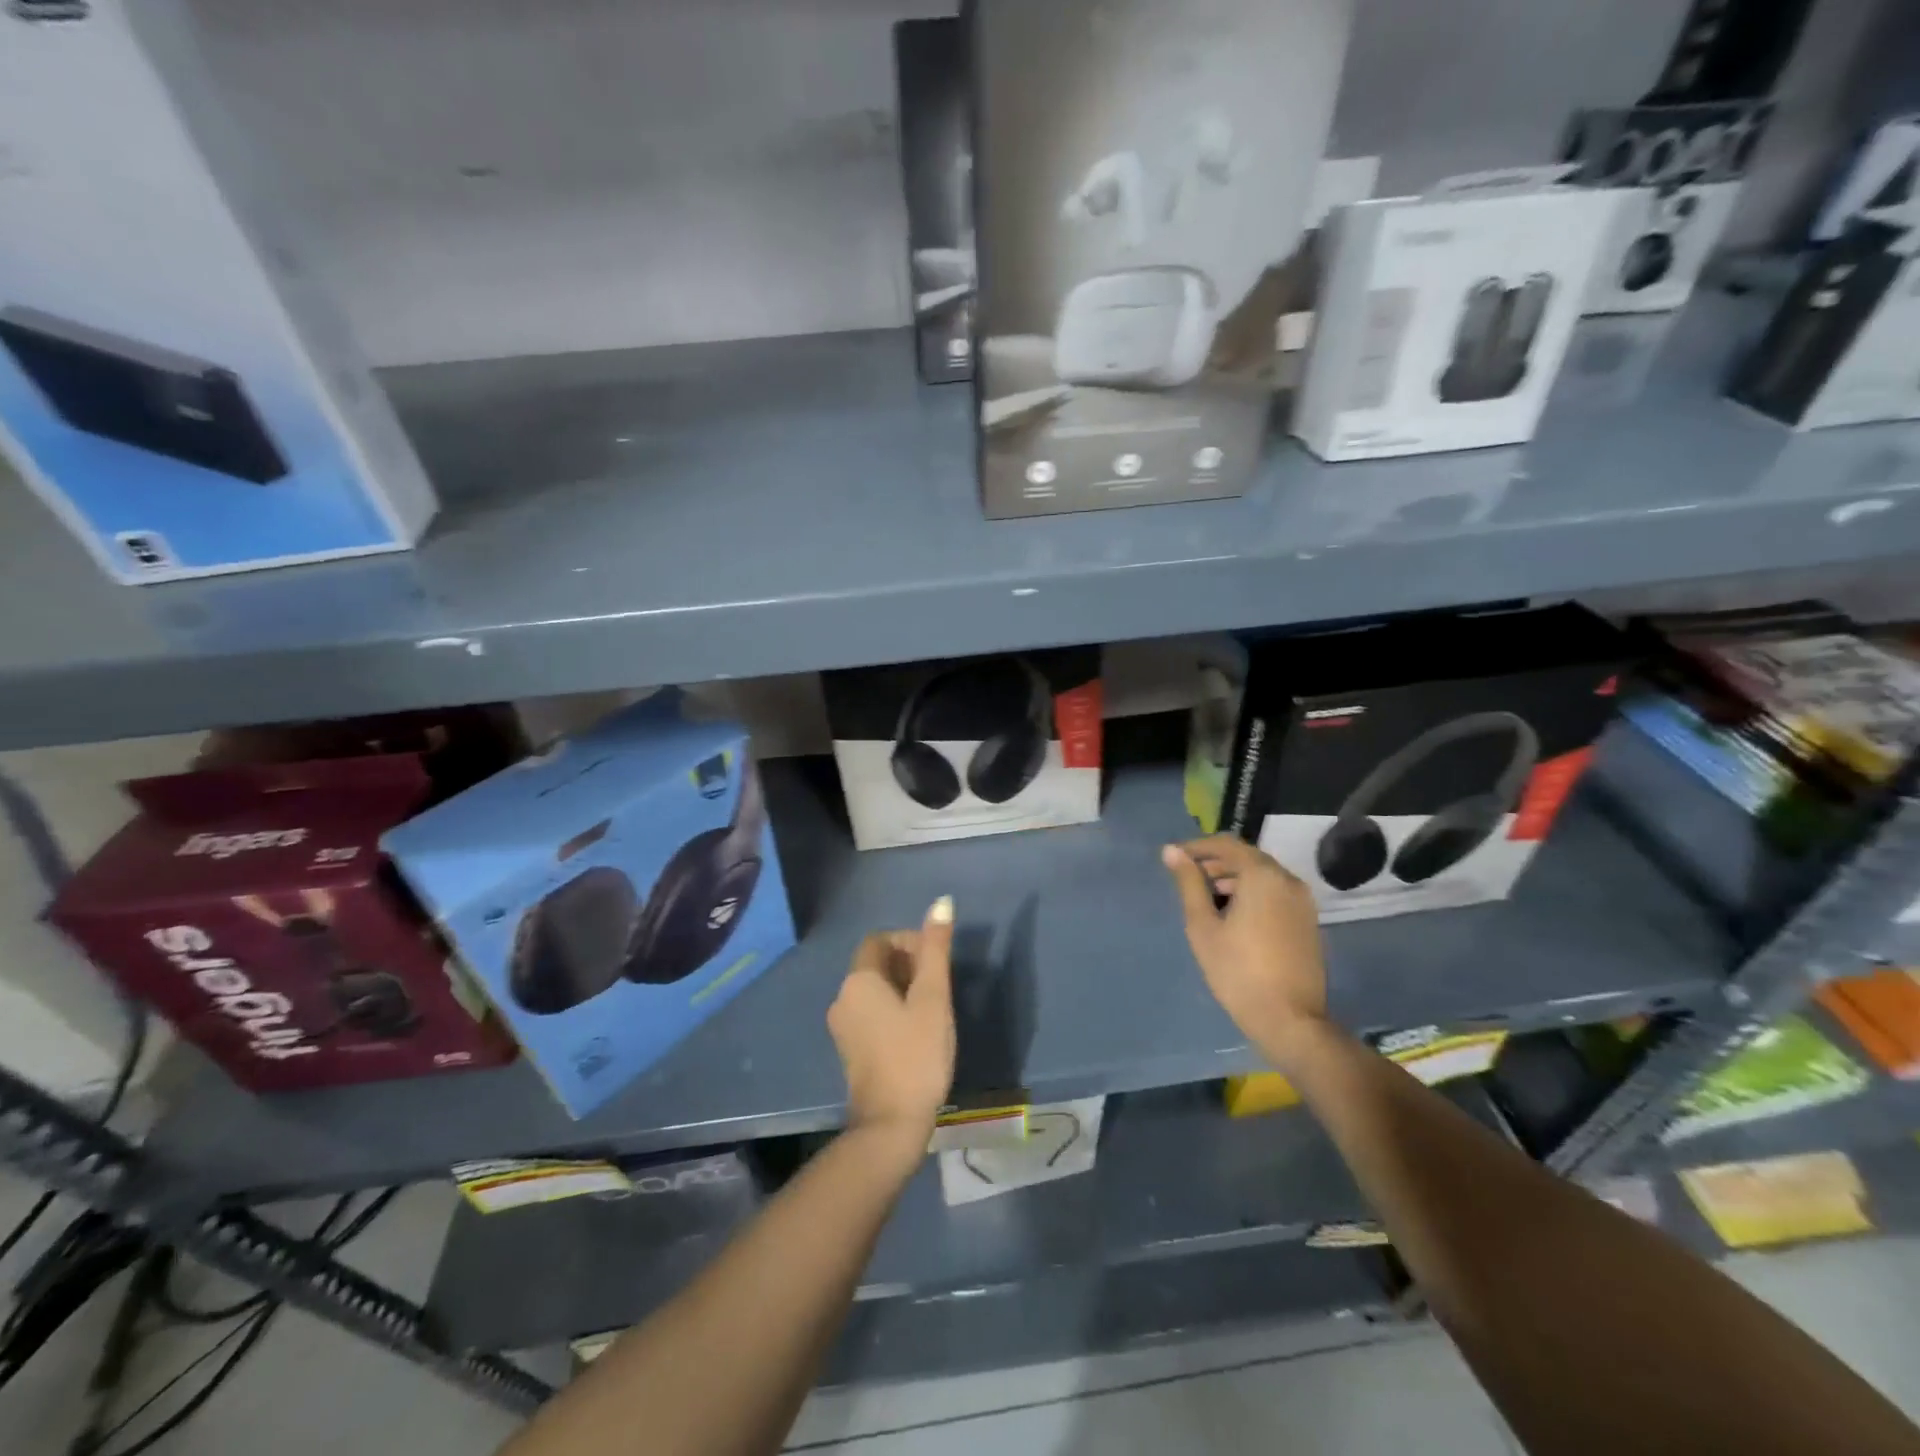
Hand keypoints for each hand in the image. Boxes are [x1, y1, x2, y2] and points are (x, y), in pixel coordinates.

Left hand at [828, 897, 956, 1145]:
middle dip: (908, 963)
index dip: (909, 941)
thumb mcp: (933, 998)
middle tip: (939, 985)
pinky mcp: (849, 1049)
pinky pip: (870, 1012)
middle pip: (875, 962)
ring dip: (902, 987)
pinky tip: (916, 1030)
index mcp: (858, 980)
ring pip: (873, 989)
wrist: (891, 1124)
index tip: (936, 961)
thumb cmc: (916, 1054)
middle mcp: (842, 997)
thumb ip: (936, 949)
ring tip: (933, 1008)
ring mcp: (842, 1026)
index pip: (880, 940)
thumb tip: (942, 902)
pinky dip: (892, 1009)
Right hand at [1162, 836, 1327, 1061]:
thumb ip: (1189, 884)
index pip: (1226, 845)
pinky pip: (1275, 891)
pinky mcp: (1307, 920)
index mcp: (1262, 876)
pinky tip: (1233, 914)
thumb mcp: (1202, 926)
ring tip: (1206, 898)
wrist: (1289, 1019)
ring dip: (1233, 878)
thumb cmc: (1238, 971)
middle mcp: (1287, 880)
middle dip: (1215, 863)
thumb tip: (1171, 851)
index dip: (1197, 847)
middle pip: (1246, 857)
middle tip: (1187, 878)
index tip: (1173, 858)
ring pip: (1262, 875)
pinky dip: (1252, 892)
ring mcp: (1302, 900)